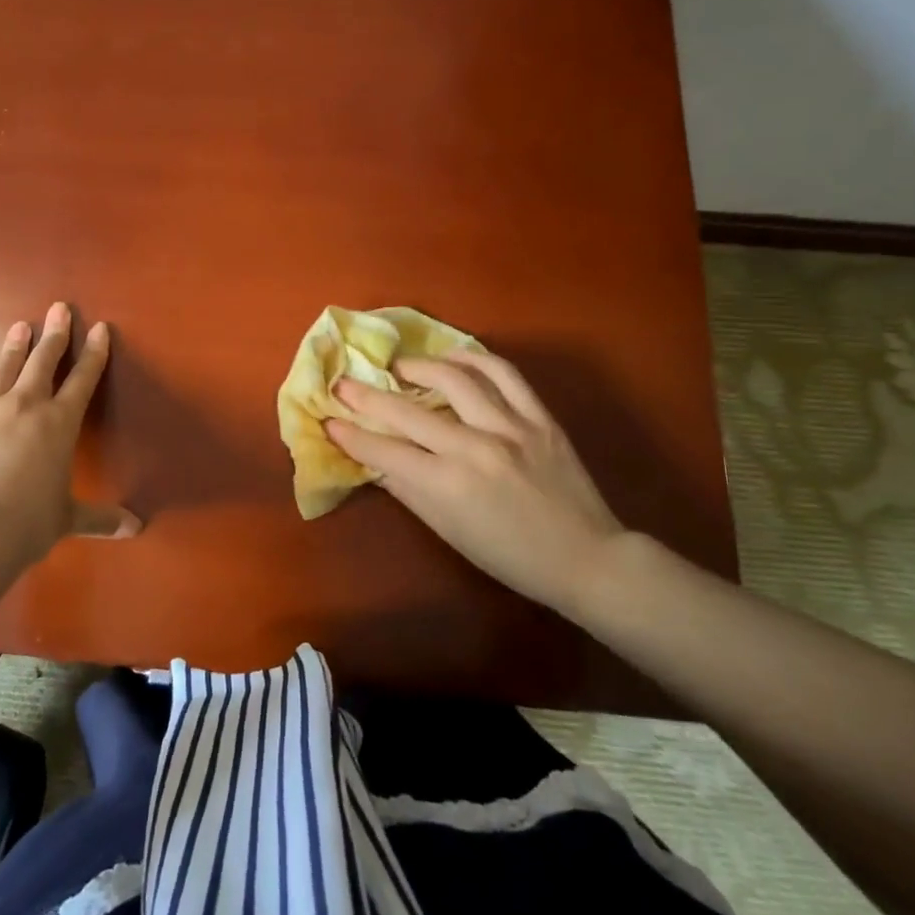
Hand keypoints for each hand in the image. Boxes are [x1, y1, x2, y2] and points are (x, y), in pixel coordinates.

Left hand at [0, 302, 141, 565]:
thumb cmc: (28, 524)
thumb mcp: (69, 519)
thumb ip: (102, 518)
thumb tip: (136, 528)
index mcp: (59, 424)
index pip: (82, 381)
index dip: (94, 353)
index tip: (99, 328)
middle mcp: (25, 407)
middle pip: (42, 363)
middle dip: (54, 335)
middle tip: (58, 308)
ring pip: (2, 370)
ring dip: (12, 347)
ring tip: (19, 325)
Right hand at [325, 351, 624, 615]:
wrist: (586, 559)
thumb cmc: (509, 556)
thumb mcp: (448, 531)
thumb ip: (407, 490)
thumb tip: (374, 461)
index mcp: (447, 485)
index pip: (383, 451)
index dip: (350, 434)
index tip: (328, 419)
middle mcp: (473, 448)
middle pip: (406, 411)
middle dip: (366, 396)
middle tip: (344, 384)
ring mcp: (510, 427)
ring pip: (454, 378)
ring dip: (417, 366)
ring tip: (399, 367)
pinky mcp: (539, 417)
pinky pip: (504, 374)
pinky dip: (474, 358)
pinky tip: (452, 356)